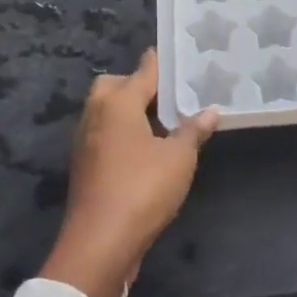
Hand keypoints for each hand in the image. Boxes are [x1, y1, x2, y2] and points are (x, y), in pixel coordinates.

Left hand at [40, 48, 218, 296]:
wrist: (100, 243)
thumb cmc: (142, 190)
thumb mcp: (179, 158)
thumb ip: (193, 131)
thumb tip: (210, 111)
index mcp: (117, 104)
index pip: (143, 72)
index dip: (161, 63)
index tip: (177, 54)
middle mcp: (96, 116)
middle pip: (114, 86)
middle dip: (137, 85)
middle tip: (170, 96)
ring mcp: (86, 142)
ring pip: (106, 112)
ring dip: (130, 111)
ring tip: (164, 121)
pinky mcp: (85, 167)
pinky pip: (105, 135)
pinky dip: (123, 133)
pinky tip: (147, 149)